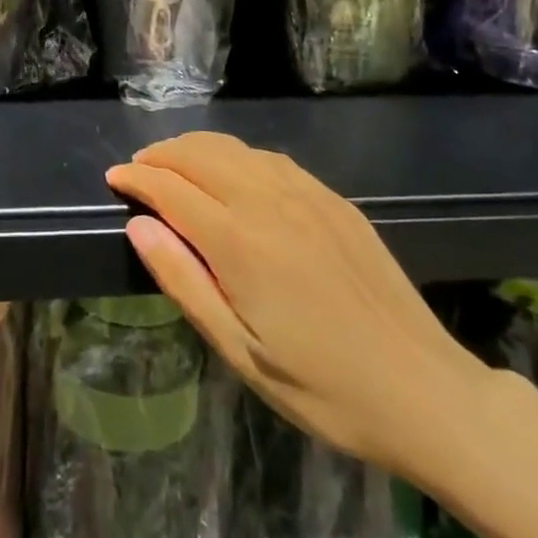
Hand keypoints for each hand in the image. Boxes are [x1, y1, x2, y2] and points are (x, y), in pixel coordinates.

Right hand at [107, 132, 493, 485]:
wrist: (423, 389)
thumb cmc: (322, 387)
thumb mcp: (240, 352)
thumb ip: (184, 281)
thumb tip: (139, 225)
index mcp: (240, 241)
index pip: (172, 188)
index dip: (138, 178)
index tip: (114, 178)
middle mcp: (268, 200)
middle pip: (199, 155)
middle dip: (161, 154)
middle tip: (138, 168)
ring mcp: (305, 193)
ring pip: (234, 149)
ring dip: (195, 148)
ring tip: (174, 163)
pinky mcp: (332, 198)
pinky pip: (270, 158)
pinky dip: (236, 155)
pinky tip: (232, 171)